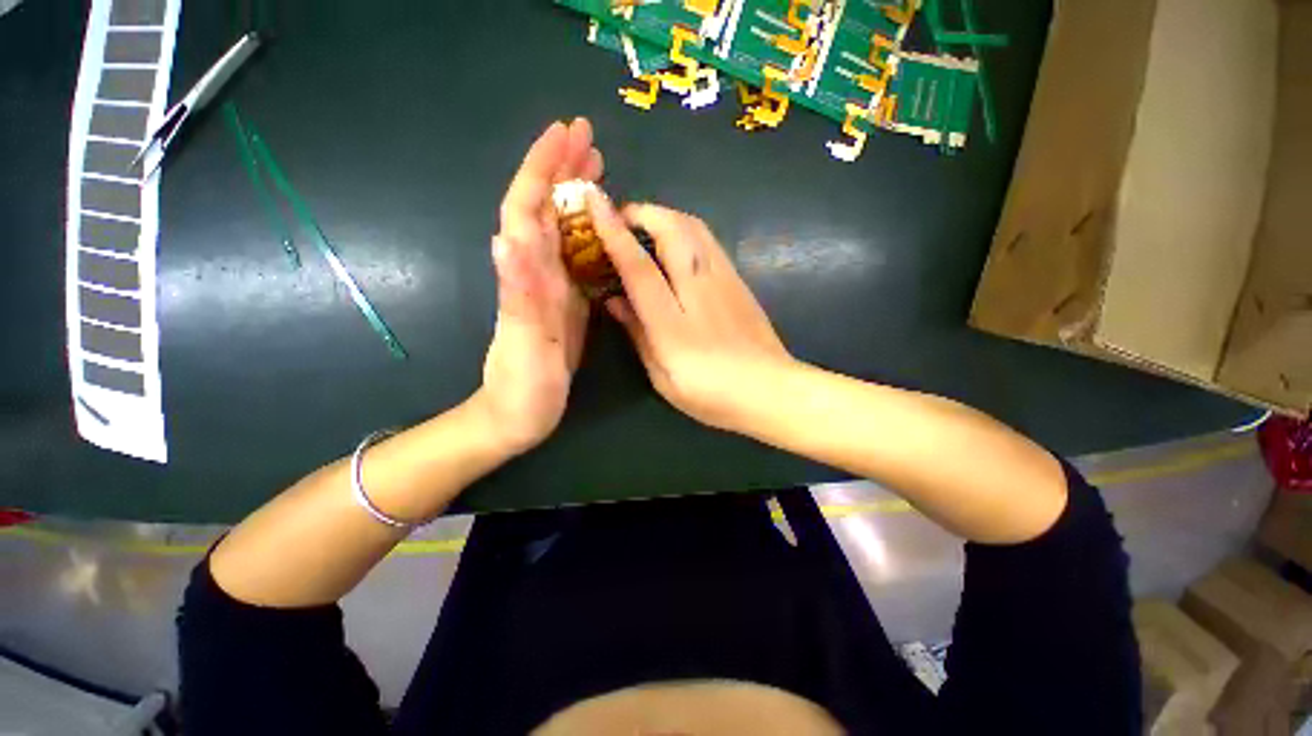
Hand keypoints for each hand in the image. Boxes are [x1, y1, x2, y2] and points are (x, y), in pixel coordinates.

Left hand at [478, 118, 602, 454]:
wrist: (517, 415)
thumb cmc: (519, 387)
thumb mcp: (522, 344)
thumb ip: (518, 294)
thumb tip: (508, 236)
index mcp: (525, 277)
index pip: (525, 209)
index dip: (540, 168)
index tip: (565, 134)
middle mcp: (535, 273)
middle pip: (543, 209)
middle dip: (561, 169)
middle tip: (589, 139)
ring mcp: (551, 286)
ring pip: (562, 229)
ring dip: (576, 194)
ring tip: (599, 169)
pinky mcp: (565, 302)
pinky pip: (576, 257)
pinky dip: (589, 233)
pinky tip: (604, 226)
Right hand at [586, 193, 794, 430]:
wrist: (770, 389)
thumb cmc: (711, 393)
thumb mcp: (662, 375)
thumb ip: (637, 333)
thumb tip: (614, 301)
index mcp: (671, 321)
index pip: (637, 265)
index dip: (613, 231)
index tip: (594, 201)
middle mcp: (698, 288)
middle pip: (671, 229)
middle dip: (641, 212)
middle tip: (620, 219)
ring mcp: (723, 279)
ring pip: (693, 226)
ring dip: (664, 216)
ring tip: (645, 228)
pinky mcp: (738, 279)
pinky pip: (708, 239)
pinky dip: (685, 229)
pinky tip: (676, 245)